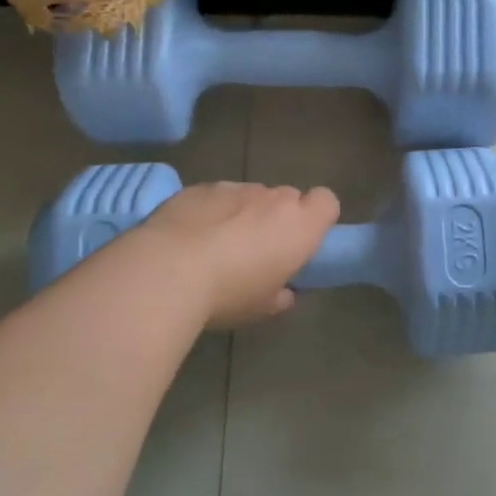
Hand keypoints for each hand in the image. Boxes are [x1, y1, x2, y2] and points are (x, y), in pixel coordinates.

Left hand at [136, 181, 339, 327]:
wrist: (168, 269)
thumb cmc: (228, 293)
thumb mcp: (262, 308)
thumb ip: (280, 295)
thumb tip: (283, 292)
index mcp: (299, 226)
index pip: (327, 202)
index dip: (317, 216)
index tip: (302, 239)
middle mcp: (272, 198)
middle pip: (287, 197)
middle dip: (277, 217)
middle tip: (258, 249)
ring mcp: (234, 188)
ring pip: (249, 195)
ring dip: (243, 213)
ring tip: (217, 244)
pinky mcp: (199, 187)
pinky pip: (215, 196)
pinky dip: (210, 211)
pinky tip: (189, 236)